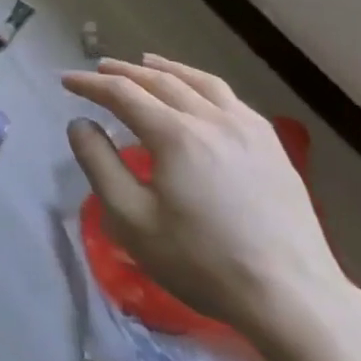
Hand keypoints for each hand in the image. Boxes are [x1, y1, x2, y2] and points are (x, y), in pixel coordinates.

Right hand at [63, 54, 346, 339]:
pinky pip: (229, 98)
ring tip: (148, 64)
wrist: (292, 297)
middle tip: (100, 69)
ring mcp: (247, 128)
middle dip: (125, 72)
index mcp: (175, 134)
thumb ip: (100, 166)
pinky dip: (202, 85)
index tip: (67, 80)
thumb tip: (80, 124)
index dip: (91, 84)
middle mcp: (211, 118)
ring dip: (166, 70)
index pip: (123, 93)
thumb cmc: (204, 263)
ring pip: (199, 82)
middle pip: (160, 81)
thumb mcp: (134, 221)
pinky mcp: (272, 145)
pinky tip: (200, 95)